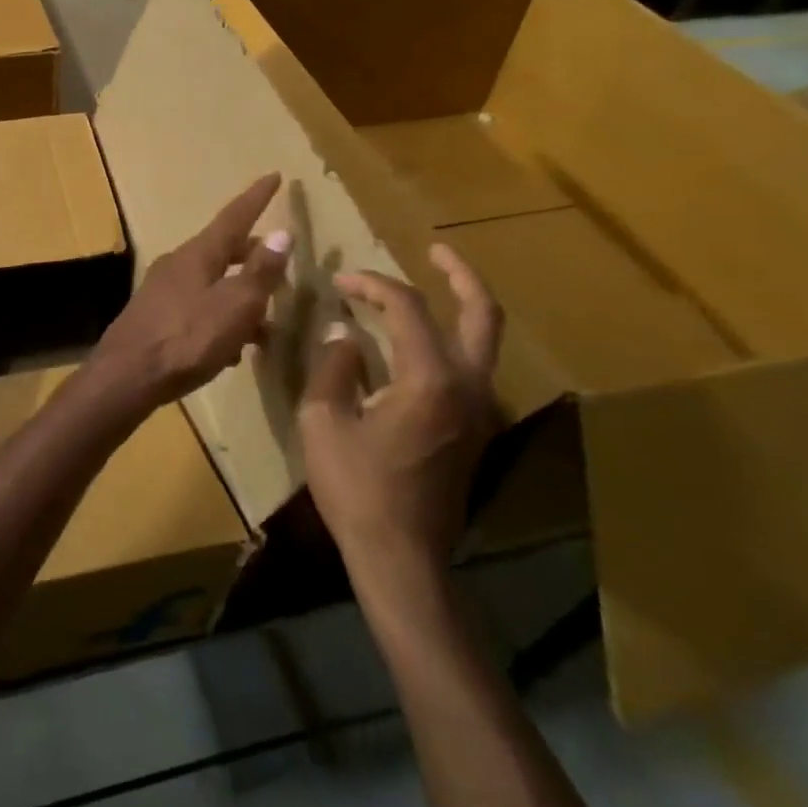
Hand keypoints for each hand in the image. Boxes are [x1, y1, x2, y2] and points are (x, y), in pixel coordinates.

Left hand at [93, 174, 289, 407]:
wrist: (126, 377)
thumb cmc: (186, 339)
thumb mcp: (234, 306)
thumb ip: (259, 272)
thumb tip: (282, 233)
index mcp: (198, 254)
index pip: (234, 216)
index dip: (257, 197)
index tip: (275, 175)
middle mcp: (177, 264)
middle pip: (222, 250)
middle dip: (253, 256)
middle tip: (279, 267)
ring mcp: (162, 291)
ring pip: (211, 282)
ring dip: (239, 296)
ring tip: (265, 323)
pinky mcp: (155, 318)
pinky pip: (197, 308)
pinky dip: (220, 319)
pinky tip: (231, 349)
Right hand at [298, 245, 503, 574]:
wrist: (402, 556)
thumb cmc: (357, 488)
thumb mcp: (324, 421)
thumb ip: (334, 367)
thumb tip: (344, 335)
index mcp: (430, 379)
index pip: (407, 307)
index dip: (372, 285)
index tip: (340, 282)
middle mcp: (469, 386)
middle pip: (482, 313)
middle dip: (460, 274)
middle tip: (436, 249)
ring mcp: (480, 410)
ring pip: (483, 341)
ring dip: (460, 308)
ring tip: (425, 293)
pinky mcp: (476, 430)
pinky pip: (471, 368)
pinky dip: (451, 341)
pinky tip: (416, 346)